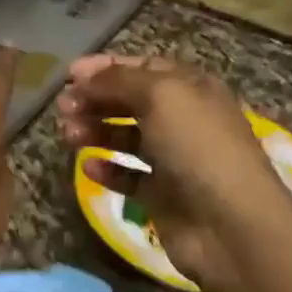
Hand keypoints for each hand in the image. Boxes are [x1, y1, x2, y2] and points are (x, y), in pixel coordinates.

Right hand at [55, 55, 291, 287]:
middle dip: (96, 100)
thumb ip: (119, 80)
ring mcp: (174, 160)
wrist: (229, 224)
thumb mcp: (161, 96)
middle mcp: (184, 120)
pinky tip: (88, 168)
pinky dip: (107, 171)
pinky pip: (129, 177)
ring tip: (68, 136)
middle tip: (62, 108)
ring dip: (96, 132)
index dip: (107, 68)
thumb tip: (85, 76)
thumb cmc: (198, 147)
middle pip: (131, 102)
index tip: (70, 74)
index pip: (145, 67)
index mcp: (192, 89)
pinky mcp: (163, 196)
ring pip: (126, 139)